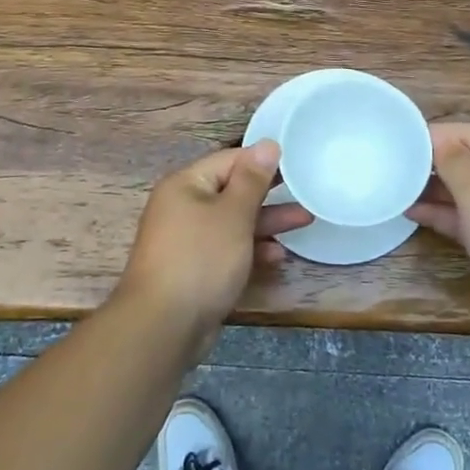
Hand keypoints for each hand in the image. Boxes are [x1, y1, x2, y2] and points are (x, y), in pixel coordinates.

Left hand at [117, 141, 311, 345]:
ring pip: (233, 222)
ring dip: (266, 223)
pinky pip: (227, 250)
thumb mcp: (232, 214)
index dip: (263, 160)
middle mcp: (183, 207)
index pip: (229, 160)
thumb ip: (252, 179)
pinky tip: (278, 256)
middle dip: (269, 193)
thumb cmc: (200, 259)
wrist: (163, 326)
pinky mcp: (195, 269)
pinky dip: (251, 250)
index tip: (297, 161)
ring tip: (305, 220)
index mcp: (186, 184)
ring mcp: (188, 240)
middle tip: (306, 191)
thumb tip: (267, 143)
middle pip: (232, 191)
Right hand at [408, 123, 469, 336]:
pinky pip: (469, 217)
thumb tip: (439, 140)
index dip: (438, 134)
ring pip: (468, 191)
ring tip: (398, 187)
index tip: (401, 139)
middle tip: (396, 164)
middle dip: (435, 162)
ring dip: (436, 190)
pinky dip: (445, 214)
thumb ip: (453, 162)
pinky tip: (414, 213)